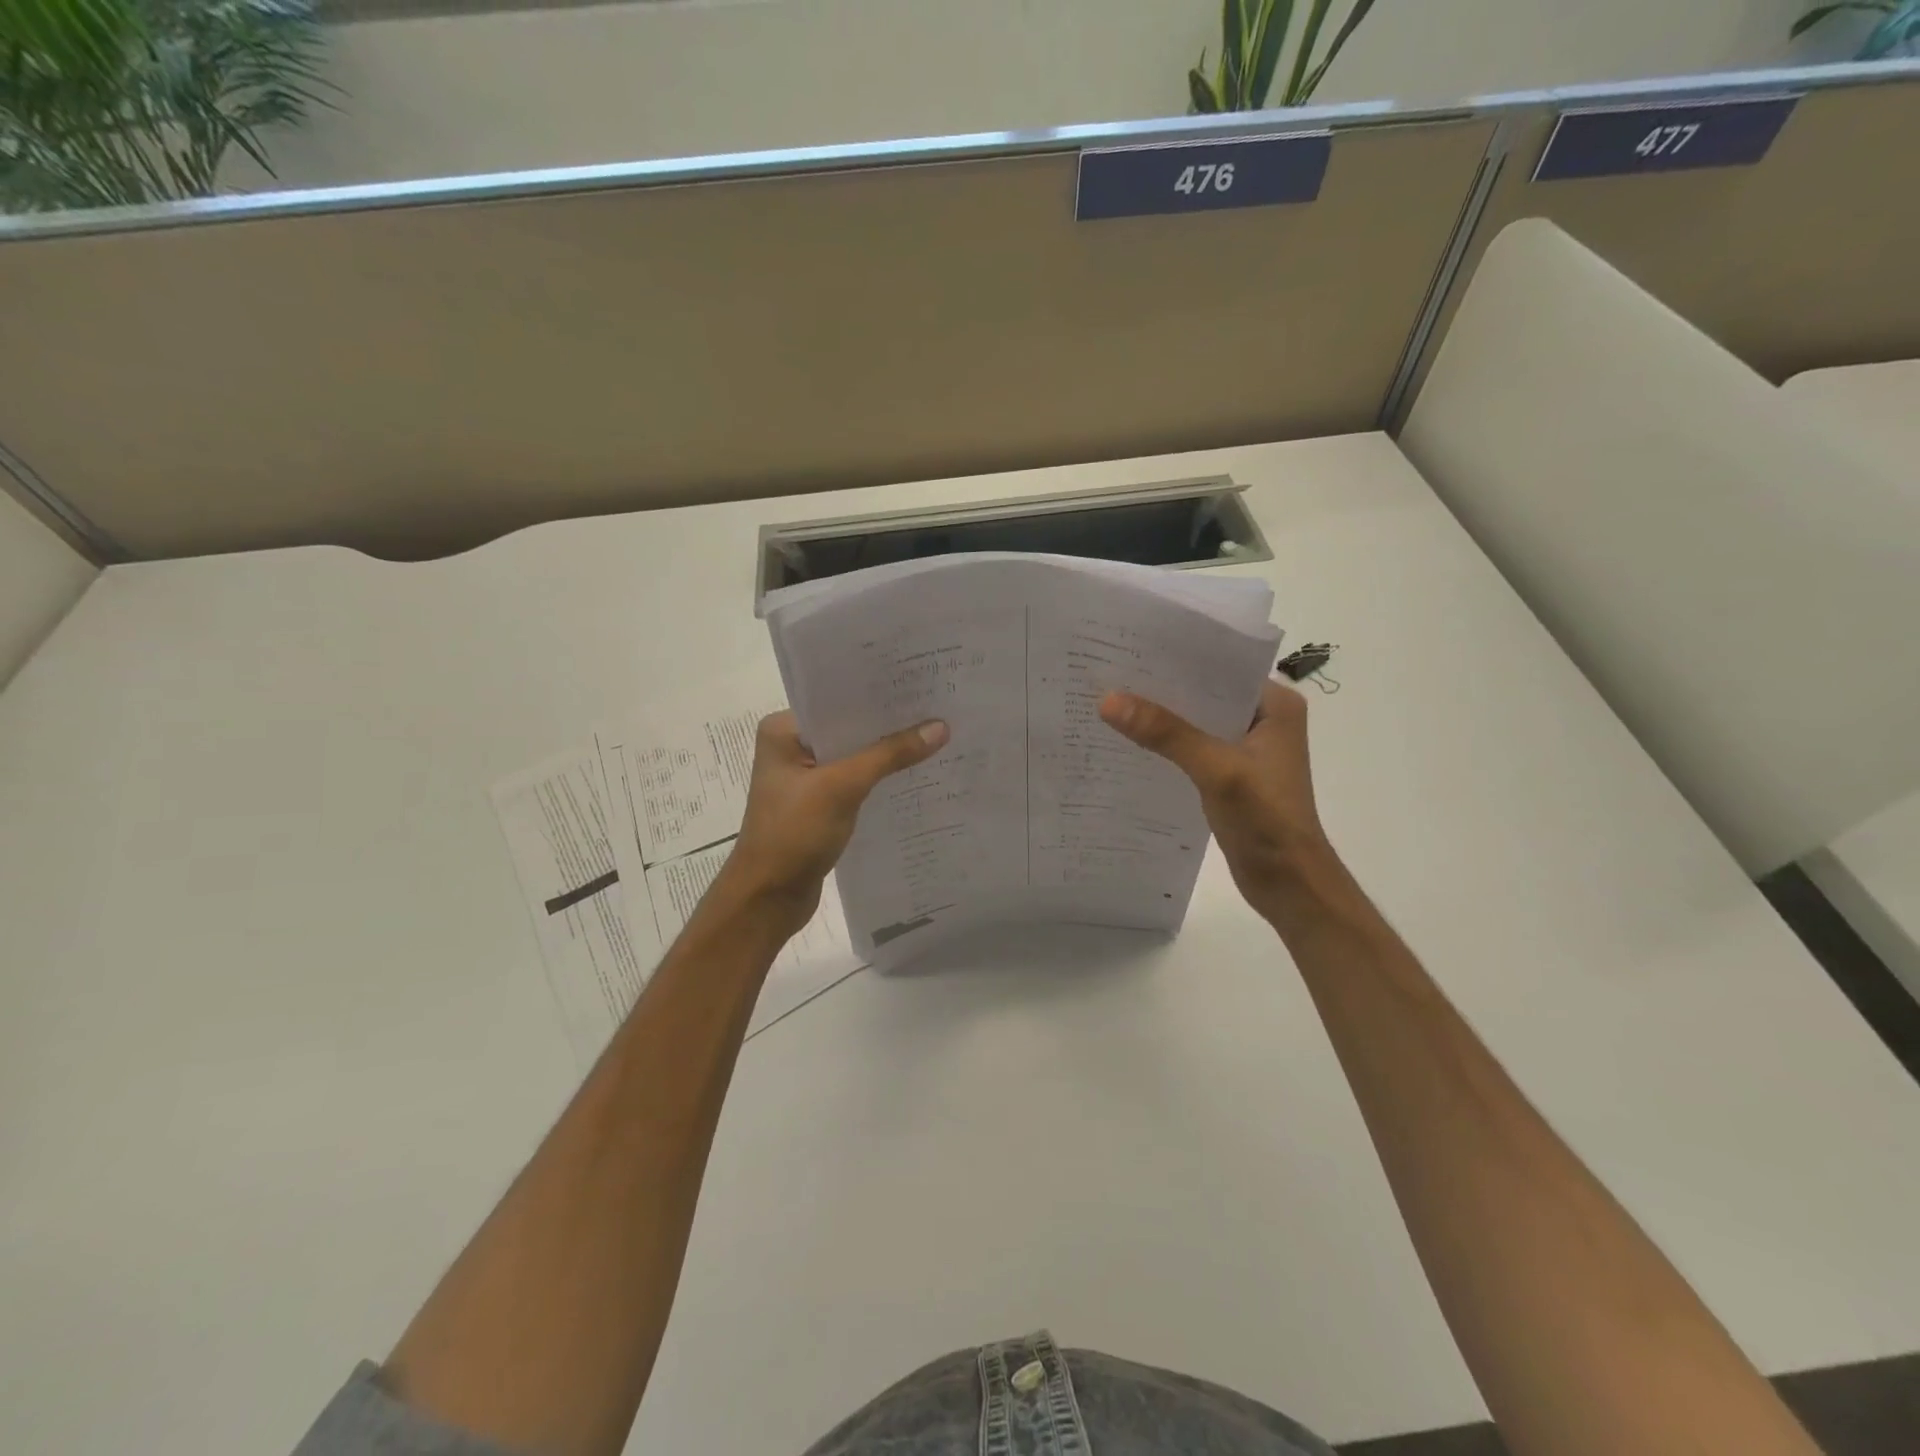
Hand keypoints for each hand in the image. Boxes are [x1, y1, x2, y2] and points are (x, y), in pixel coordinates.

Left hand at [722, 710, 949, 927]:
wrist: (768, 899)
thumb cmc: (793, 833)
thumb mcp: (842, 787)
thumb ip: (890, 755)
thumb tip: (940, 727)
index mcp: (784, 730)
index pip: (837, 700)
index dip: (878, 694)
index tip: (920, 684)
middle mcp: (793, 747)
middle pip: (849, 727)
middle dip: (889, 723)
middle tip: (938, 706)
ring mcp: (806, 778)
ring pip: (855, 756)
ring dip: (887, 752)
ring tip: (936, 735)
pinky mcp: (819, 804)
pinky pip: (856, 781)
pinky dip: (880, 778)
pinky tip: (915, 773)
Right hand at [1099, 679, 1331, 919]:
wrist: (1289, 883)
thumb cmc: (1266, 819)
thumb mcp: (1217, 770)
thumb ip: (1167, 734)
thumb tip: (1109, 700)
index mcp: (1275, 705)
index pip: (1221, 667)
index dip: (1178, 656)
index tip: (1131, 646)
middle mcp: (1263, 719)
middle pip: (1204, 693)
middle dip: (1162, 687)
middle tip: (1109, 672)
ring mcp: (1246, 749)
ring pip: (1195, 722)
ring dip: (1161, 717)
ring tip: (1110, 701)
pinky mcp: (1229, 775)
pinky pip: (1191, 748)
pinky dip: (1165, 745)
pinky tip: (1129, 742)